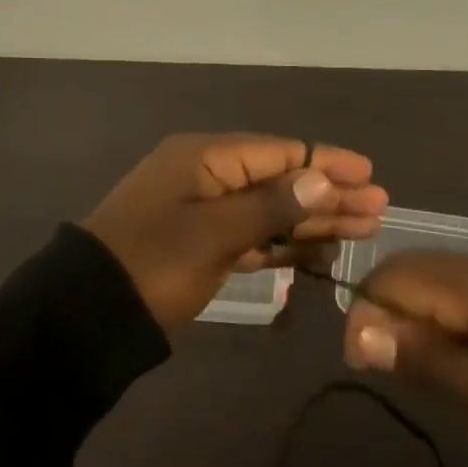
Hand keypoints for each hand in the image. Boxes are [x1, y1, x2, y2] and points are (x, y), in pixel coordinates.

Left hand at [83, 134, 387, 331]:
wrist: (89, 314)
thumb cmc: (154, 263)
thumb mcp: (214, 233)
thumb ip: (271, 205)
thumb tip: (321, 178)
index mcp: (205, 157)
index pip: (279, 152)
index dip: (326, 163)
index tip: (370, 175)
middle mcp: (208, 175)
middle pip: (280, 180)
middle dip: (328, 194)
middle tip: (378, 210)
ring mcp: (204, 211)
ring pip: (270, 210)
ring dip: (313, 220)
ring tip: (362, 230)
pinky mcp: (202, 244)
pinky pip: (252, 235)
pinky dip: (283, 243)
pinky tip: (320, 253)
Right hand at [343, 250, 467, 466]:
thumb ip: (432, 360)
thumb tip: (359, 327)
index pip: (395, 274)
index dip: (368, 314)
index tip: (374, 370)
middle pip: (424, 272)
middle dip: (402, 319)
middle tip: (418, 386)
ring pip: (458, 282)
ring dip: (439, 324)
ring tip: (459, 386)